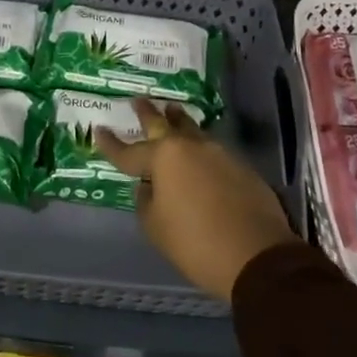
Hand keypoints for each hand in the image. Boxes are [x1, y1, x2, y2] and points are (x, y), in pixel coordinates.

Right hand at [95, 99, 299, 300]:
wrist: (257, 256)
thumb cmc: (196, 242)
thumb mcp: (156, 227)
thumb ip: (145, 201)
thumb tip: (149, 187)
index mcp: (163, 158)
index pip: (128, 152)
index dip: (110, 144)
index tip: (98, 130)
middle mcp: (189, 147)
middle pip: (163, 124)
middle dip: (147, 113)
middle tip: (137, 100)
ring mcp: (218, 153)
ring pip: (191, 130)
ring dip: (178, 121)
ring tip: (171, 112)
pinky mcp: (240, 167)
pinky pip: (210, 150)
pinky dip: (198, 147)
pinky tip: (197, 153)